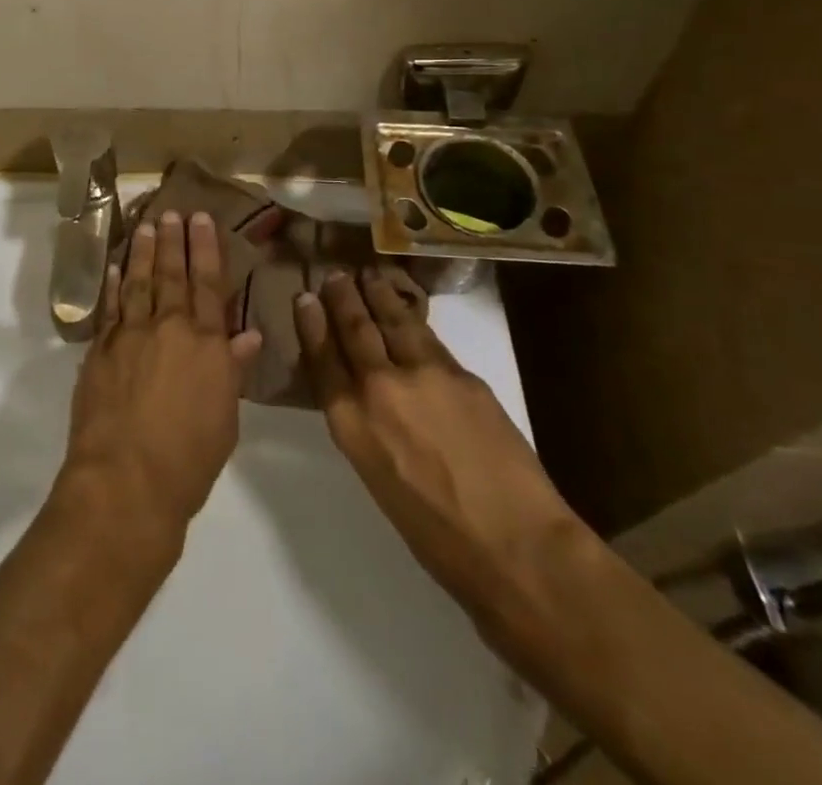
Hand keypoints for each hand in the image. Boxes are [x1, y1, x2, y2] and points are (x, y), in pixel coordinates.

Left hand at [61, 211, 261, 542]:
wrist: (126, 483)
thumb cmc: (189, 459)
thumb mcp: (225, 418)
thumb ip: (232, 370)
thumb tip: (248, 335)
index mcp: (206, 344)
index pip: (209, 285)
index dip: (205, 249)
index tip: (202, 219)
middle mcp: (168, 328)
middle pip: (171, 275)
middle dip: (173, 241)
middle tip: (173, 212)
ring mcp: (130, 336)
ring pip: (137, 282)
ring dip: (141, 252)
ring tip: (145, 226)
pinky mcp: (100, 351)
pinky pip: (108, 308)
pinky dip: (112, 285)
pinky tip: (114, 267)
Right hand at [292, 270, 574, 604]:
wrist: (517, 546)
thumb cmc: (438, 537)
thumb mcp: (379, 481)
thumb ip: (366, 430)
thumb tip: (363, 399)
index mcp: (352, 424)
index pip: (323, 360)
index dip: (311, 325)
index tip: (304, 298)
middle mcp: (380, 388)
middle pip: (355, 330)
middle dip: (342, 299)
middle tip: (334, 276)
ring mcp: (424, 375)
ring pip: (393, 322)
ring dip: (377, 296)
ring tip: (367, 277)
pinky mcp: (463, 374)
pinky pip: (428, 337)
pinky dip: (412, 318)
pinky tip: (408, 312)